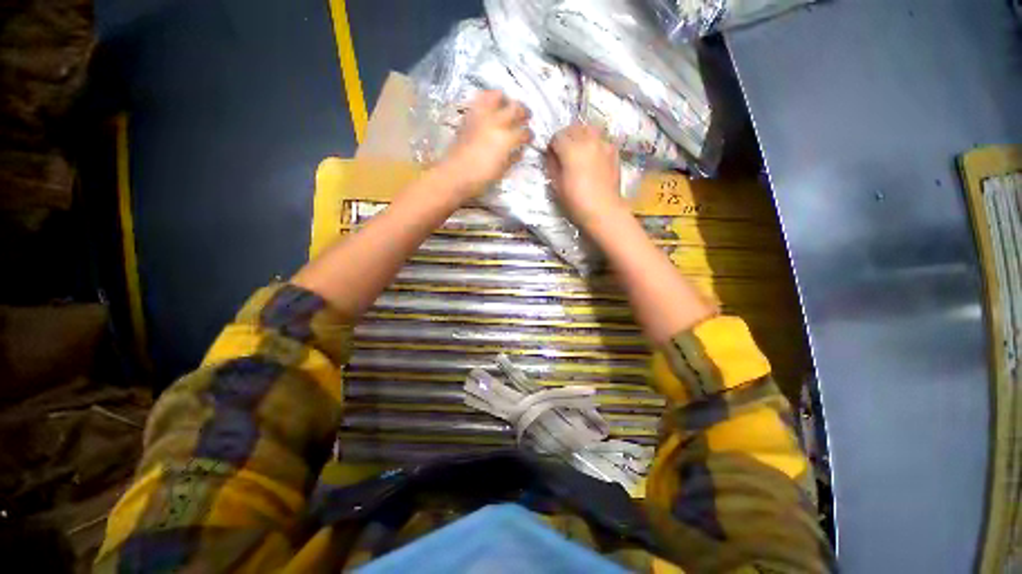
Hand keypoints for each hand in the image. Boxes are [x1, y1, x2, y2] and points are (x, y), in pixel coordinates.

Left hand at [438, 91, 533, 197]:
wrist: (455, 174)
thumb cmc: (481, 178)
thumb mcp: (501, 171)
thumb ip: (512, 159)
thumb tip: (519, 152)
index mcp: (506, 139)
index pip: (524, 133)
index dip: (529, 135)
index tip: (531, 137)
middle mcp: (496, 123)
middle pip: (515, 109)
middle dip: (524, 112)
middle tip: (526, 116)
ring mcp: (481, 116)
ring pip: (497, 96)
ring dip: (506, 99)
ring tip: (508, 104)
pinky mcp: (469, 116)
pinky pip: (480, 100)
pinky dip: (488, 99)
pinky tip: (490, 106)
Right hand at [548, 124, 625, 227]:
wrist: (603, 210)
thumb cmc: (576, 201)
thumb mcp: (557, 185)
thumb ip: (552, 165)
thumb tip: (552, 155)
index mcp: (572, 149)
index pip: (557, 137)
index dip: (552, 146)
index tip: (551, 156)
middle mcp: (588, 140)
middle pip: (573, 128)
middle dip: (566, 138)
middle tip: (563, 153)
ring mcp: (603, 144)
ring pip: (589, 130)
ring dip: (581, 136)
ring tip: (579, 151)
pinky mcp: (614, 151)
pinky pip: (601, 140)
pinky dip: (594, 143)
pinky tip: (593, 157)